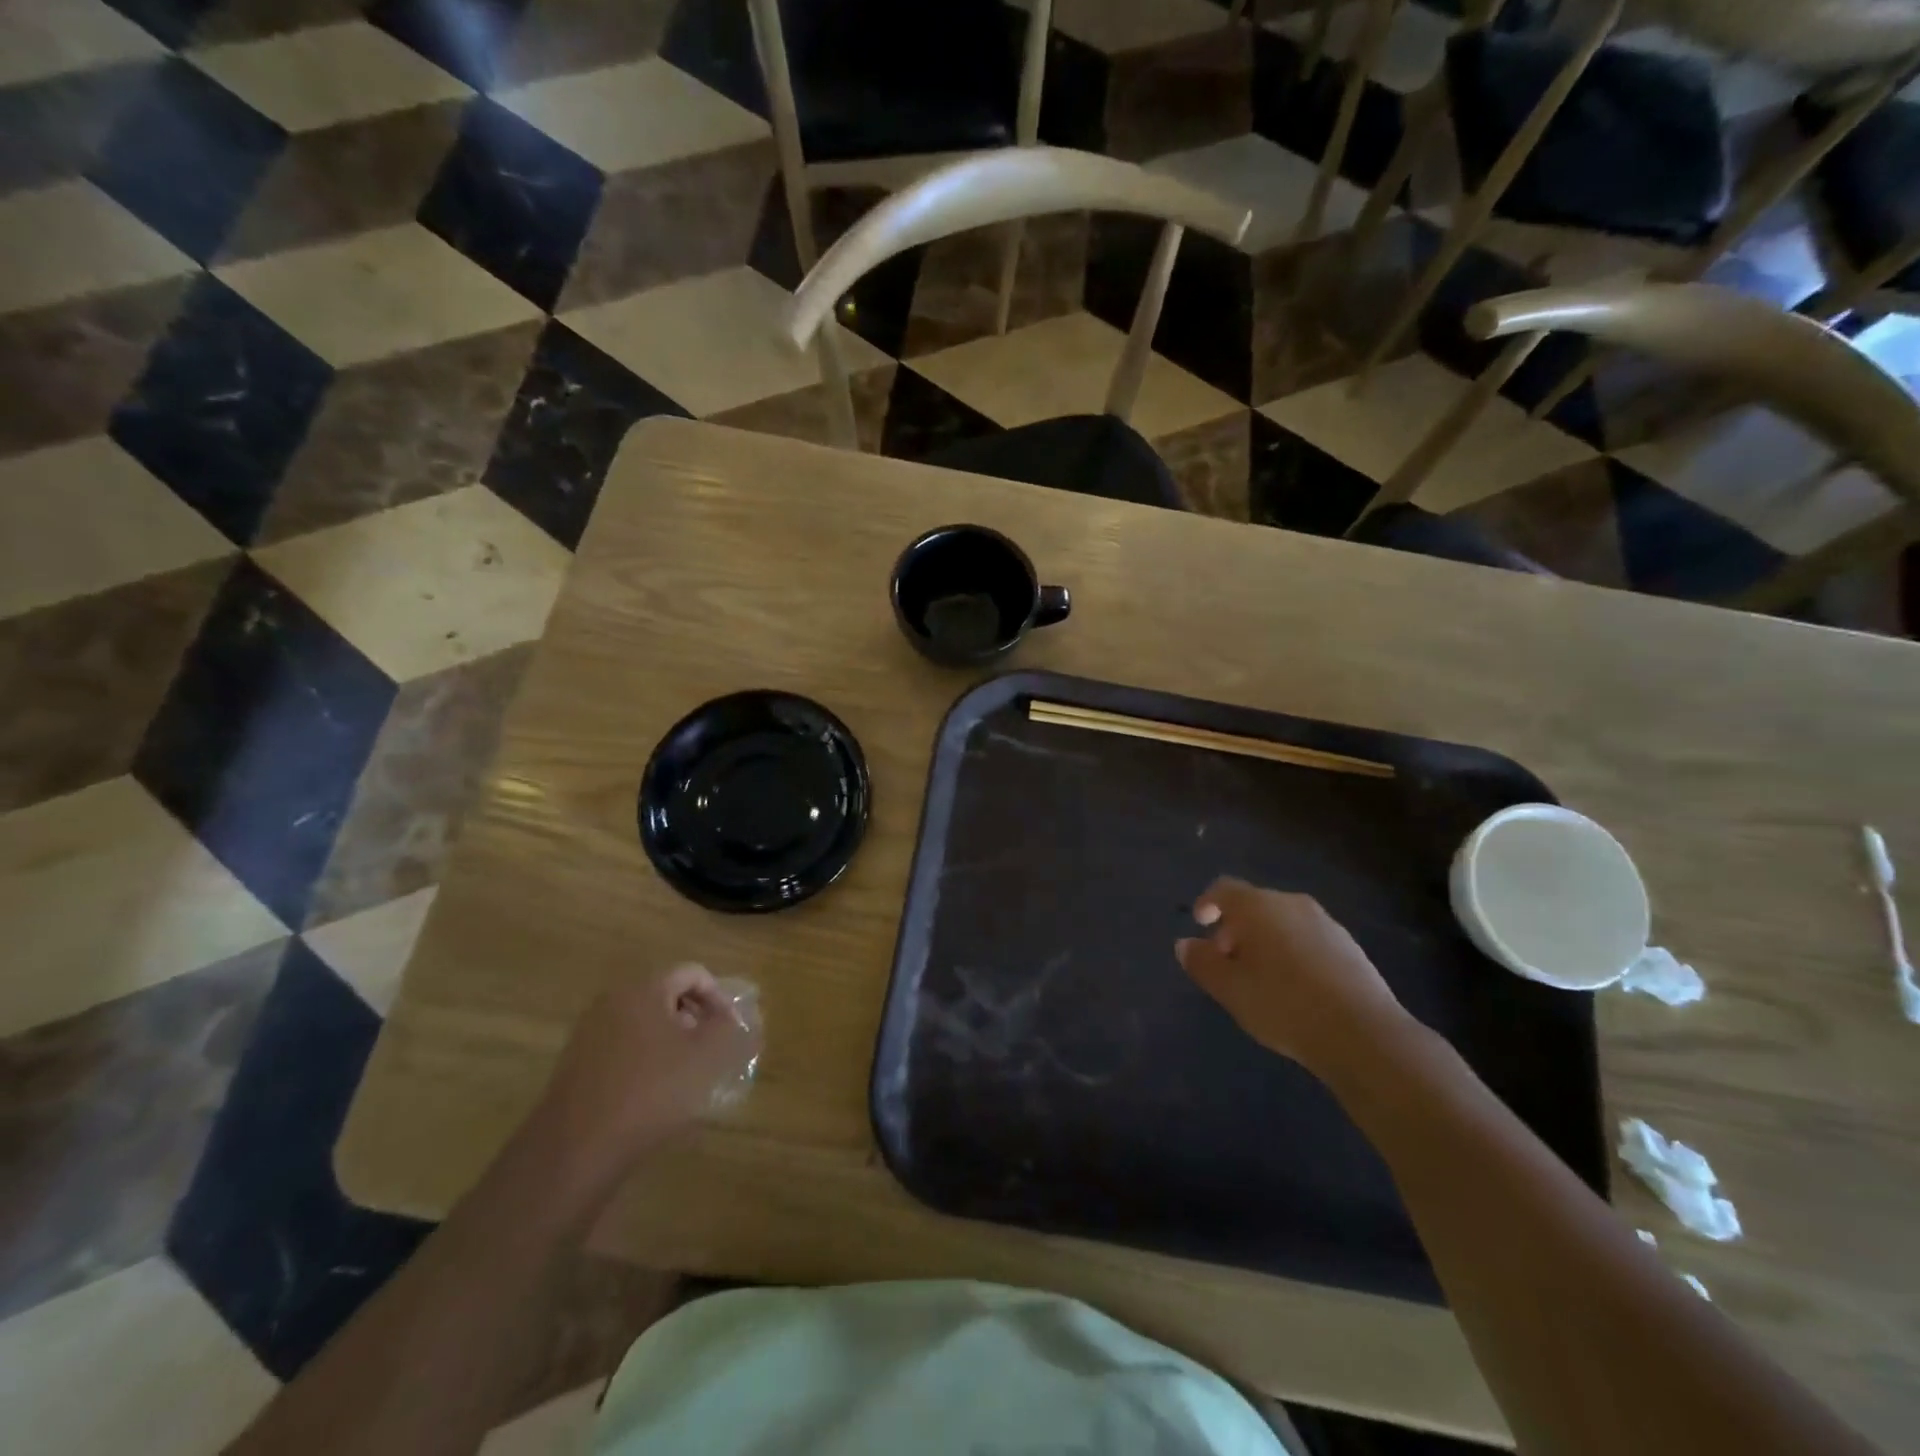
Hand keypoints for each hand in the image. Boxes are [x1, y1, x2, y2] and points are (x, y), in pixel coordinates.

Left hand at [534, 965, 762, 1179]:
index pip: (693, 973)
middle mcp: (613, 1000)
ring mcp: (589, 1032)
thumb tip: (739, 1017)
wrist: (575, 1150)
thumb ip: (730, 1028)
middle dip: (695, 1019)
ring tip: (687, 1075)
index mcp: (644, 988)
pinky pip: (623, 1047)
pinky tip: (654, 1094)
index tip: (731, 1029)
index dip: (719, 997)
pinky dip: (645, 1059)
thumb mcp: (707, 1057)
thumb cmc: (651, 1091)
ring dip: (671, 1041)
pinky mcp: (576, 1064)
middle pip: (666, 996)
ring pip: (644, 1023)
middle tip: (712, 1051)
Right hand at [1176, 879, 1412, 1080]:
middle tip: (1226, 960)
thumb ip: (1202, 963)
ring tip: (1259, 978)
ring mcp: (1326, 923)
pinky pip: (1308, 939)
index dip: (1207, 903)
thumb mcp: (1229, 989)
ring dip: (1265, 941)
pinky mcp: (1350, 947)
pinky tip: (1294, 988)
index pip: (1224, 889)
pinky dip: (1292, 952)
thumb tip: (1185, 944)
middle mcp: (1292, 904)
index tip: (1200, 924)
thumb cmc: (1282, 1004)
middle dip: (1235, 928)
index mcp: (1258, 906)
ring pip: (1283, 922)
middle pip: (1254, 905)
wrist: (1362, 1033)